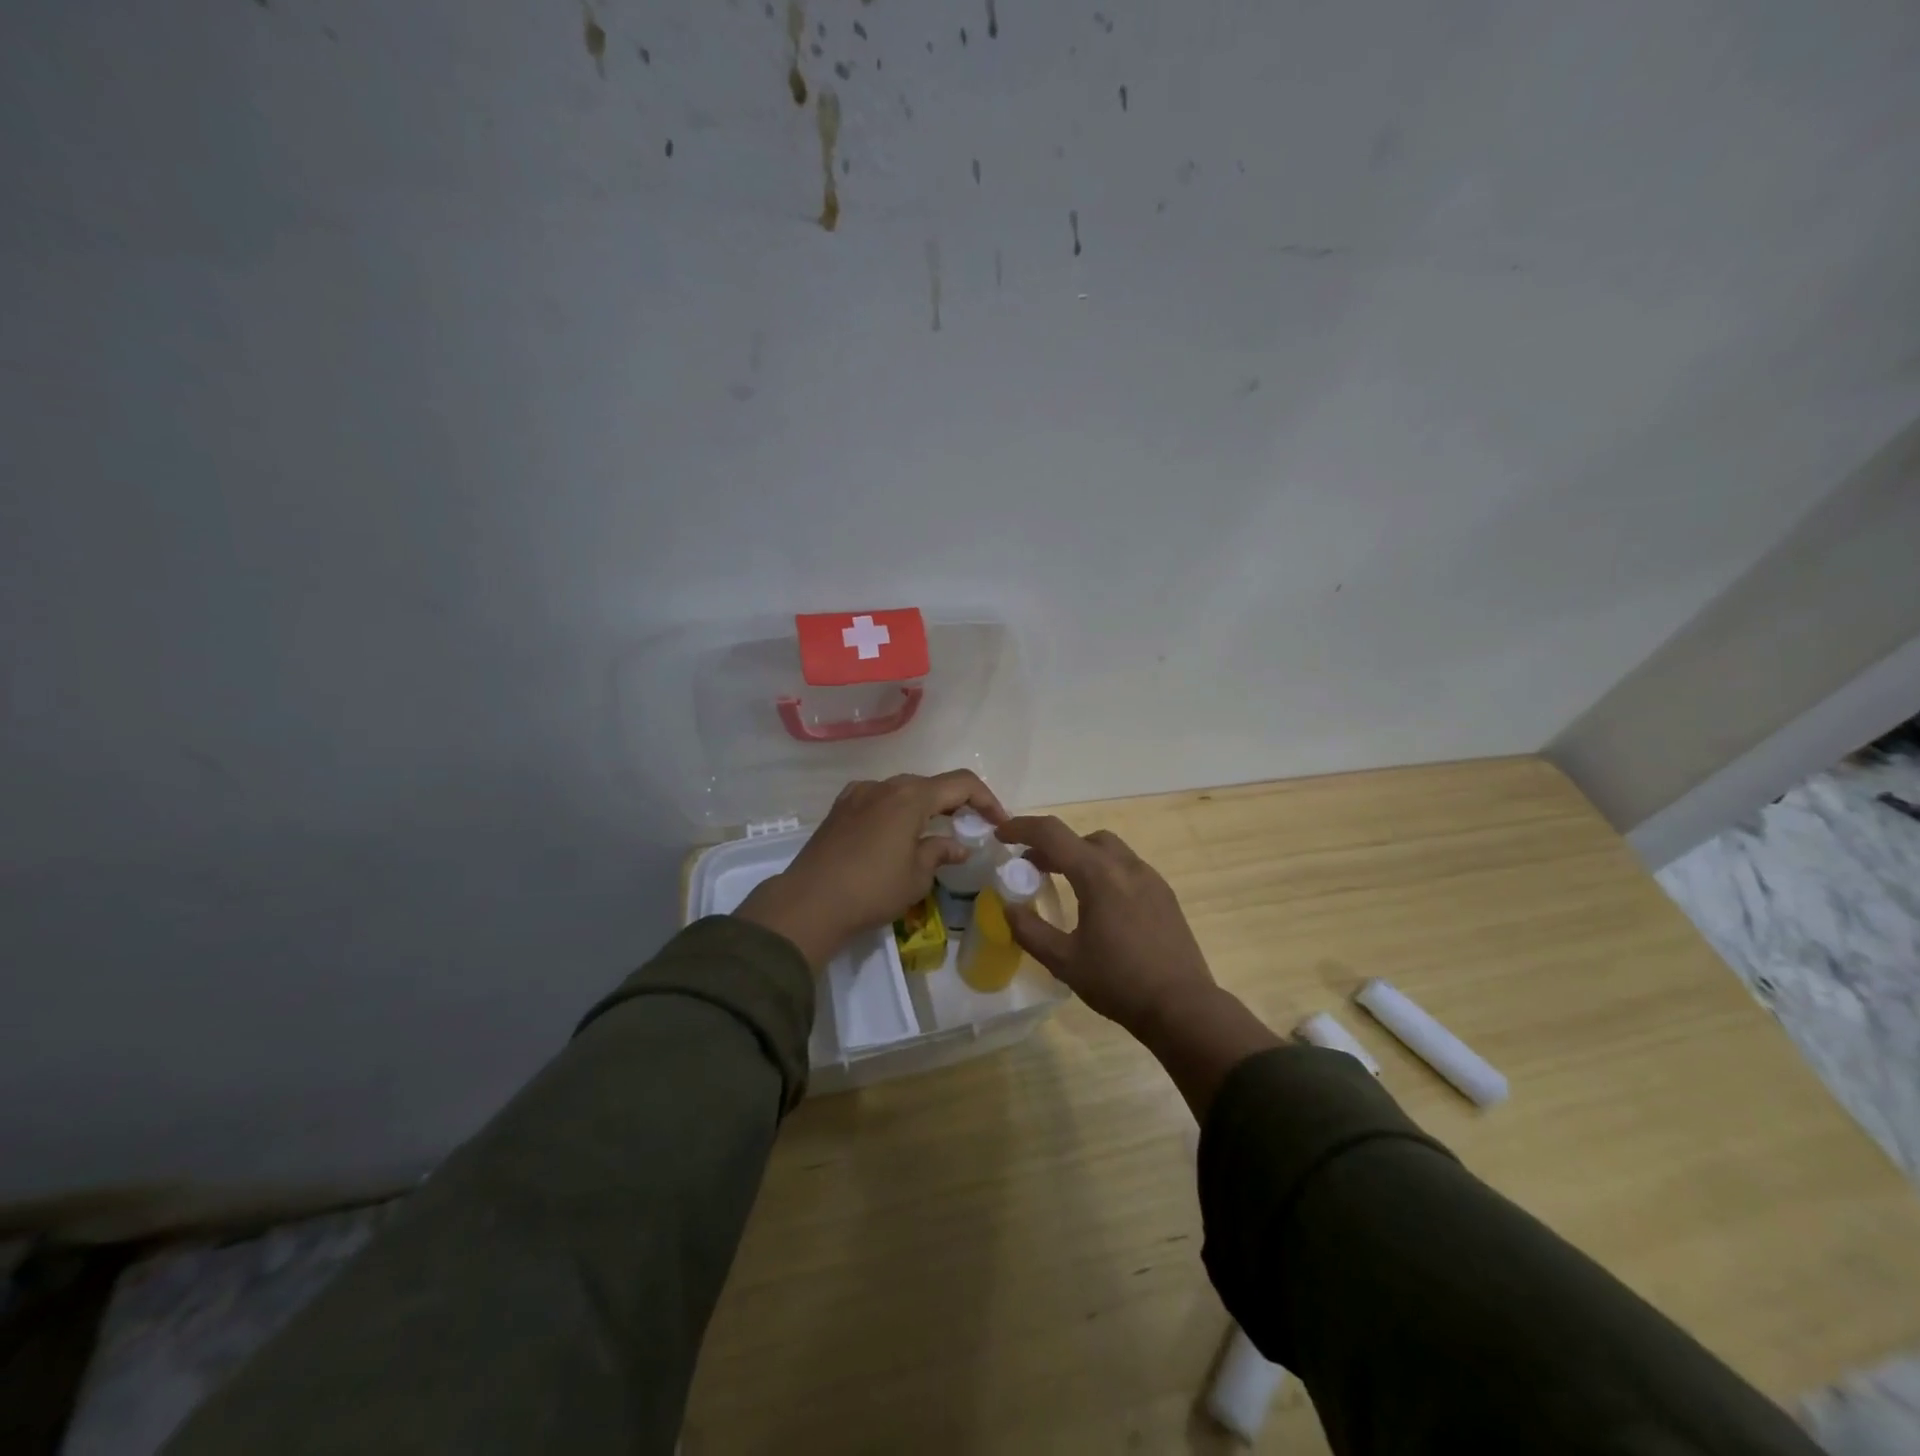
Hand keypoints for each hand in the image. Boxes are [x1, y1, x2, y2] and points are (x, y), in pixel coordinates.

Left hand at [735, 770, 1006, 969]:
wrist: (809, 902)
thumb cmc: (872, 889)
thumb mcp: (916, 876)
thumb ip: (940, 852)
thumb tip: (957, 845)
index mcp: (911, 796)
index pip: (961, 783)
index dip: (986, 799)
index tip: (999, 822)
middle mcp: (885, 785)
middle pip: (931, 784)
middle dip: (955, 803)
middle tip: (970, 828)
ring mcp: (858, 794)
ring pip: (902, 791)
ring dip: (924, 807)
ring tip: (934, 833)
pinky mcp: (839, 809)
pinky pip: (878, 800)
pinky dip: (896, 811)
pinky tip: (896, 834)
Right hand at [994, 816, 1219, 1037]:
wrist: (1182, 1007)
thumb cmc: (1118, 982)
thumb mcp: (1064, 961)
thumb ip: (1030, 930)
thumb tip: (1008, 908)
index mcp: (1098, 874)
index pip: (1052, 834)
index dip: (1022, 828)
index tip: (1001, 836)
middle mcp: (1126, 866)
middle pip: (1082, 837)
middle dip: (1053, 845)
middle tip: (1032, 868)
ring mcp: (1150, 878)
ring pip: (1108, 850)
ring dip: (1080, 857)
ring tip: (1065, 884)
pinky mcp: (1164, 894)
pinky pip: (1127, 868)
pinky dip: (1104, 871)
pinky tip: (1099, 905)